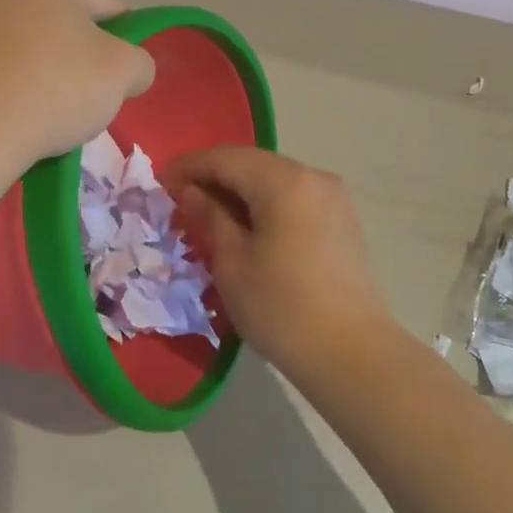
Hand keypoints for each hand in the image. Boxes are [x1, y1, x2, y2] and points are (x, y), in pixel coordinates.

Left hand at [0, 0, 155, 195]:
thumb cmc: (49, 89)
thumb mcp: (122, 74)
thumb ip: (140, 62)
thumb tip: (130, 69)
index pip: (101, 6)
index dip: (118, 42)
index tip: (117, 78)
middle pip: (55, 19)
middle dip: (71, 53)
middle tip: (79, 97)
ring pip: (18, 41)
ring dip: (35, 66)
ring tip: (40, 110)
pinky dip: (1, 81)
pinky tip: (7, 112)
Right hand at [163, 147, 393, 378]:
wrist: (353, 354)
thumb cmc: (282, 308)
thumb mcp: (232, 261)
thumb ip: (209, 216)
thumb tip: (189, 191)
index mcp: (284, 181)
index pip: (225, 158)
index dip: (189, 166)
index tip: (160, 183)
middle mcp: (313, 176)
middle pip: (252, 164)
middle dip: (214, 177)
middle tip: (180, 200)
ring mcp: (333, 197)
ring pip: (274, 180)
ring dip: (239, 191)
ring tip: (209, 215)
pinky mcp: (342, 220)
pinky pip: (293, 198)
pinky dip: (265, 204)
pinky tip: (246, 227)